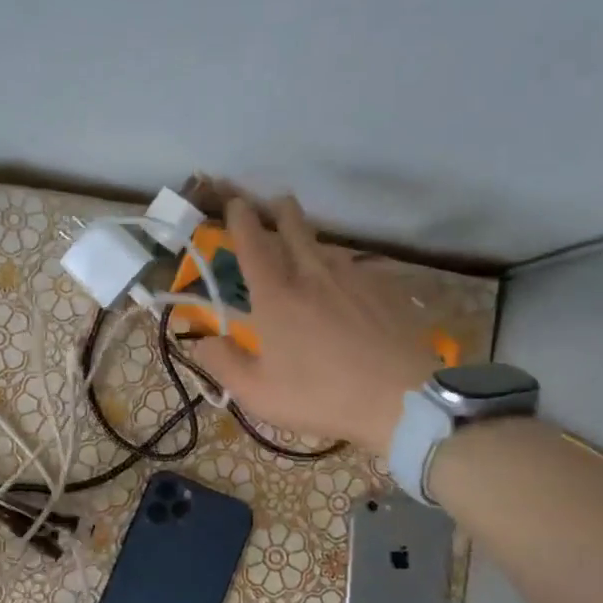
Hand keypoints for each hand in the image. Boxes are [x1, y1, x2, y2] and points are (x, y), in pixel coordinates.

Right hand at [190, 195, 436, 455]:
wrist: (400, 400)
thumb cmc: (320, 397)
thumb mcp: (257, 393)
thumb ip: (224, 363)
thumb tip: (201, 339)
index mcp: (276, 297)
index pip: (252, 245)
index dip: (241, 220)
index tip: (236, 203)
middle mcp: (313, 275)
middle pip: (295, 229)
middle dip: (282, 212)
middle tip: (276, 202)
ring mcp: (354, 278)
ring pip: (328, 246)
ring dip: (313, 240)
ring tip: (309, 246)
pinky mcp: (386, 290)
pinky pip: (357, 268)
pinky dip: (344, 268)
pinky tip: (348, 284)